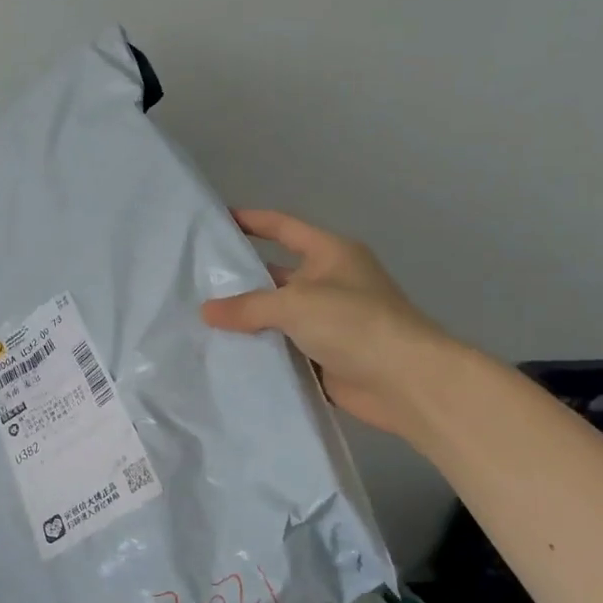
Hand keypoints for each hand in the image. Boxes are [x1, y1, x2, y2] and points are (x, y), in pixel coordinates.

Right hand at [201, 209, 463, 440]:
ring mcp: (329, 321)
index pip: (284, 228)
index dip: (252, 221)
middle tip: (196, 283)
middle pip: (276, 275)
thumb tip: (207, 311)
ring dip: (248, 320)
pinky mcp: (326, 356)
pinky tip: (226, 354)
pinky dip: (261, 351)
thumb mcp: (295, 304)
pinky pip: (284, 348)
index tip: (217, 221)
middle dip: (241, 279)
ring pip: (278, 315)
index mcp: (331, 254)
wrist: (405, 381)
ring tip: (202, 321)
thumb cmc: (354, 323)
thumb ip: (248, 306)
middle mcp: (330, 283)